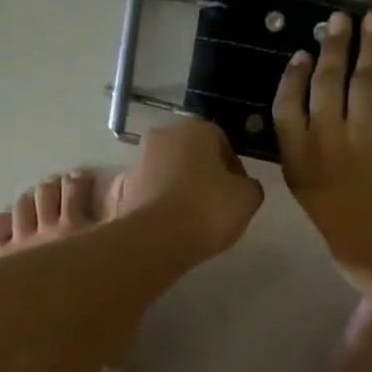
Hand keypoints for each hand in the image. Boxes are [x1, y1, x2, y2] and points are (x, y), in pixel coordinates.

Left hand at [112, 118, 264, 264]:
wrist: (156, 241)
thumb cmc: (207, 210)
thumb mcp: (247, 198)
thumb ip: (249, 186)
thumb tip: (242, 186)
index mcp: (195, 130)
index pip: (221, 142)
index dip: (233, 167)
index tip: (238, 191)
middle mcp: (162, 138)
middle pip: (190, 154)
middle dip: (202, 173)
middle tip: (215, 203)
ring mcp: (138, 164)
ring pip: (166, 172)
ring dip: (177, 187)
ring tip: (191, 218)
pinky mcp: (122, 192)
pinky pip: (147, 194)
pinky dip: (156, 204)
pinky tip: (167, 224)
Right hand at [274, 9, 371, 289]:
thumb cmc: (354, 252)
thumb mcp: (318, 212)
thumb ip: (316, 179)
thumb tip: (328, 158)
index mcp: (301, 166)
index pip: (287, 110)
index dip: (292, 79)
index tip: (299, 56)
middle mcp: (328, 143)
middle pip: (325, 83)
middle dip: (332, 47)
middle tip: (338, 20)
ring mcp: (368, 136)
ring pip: (366, 79)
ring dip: (371, 45)